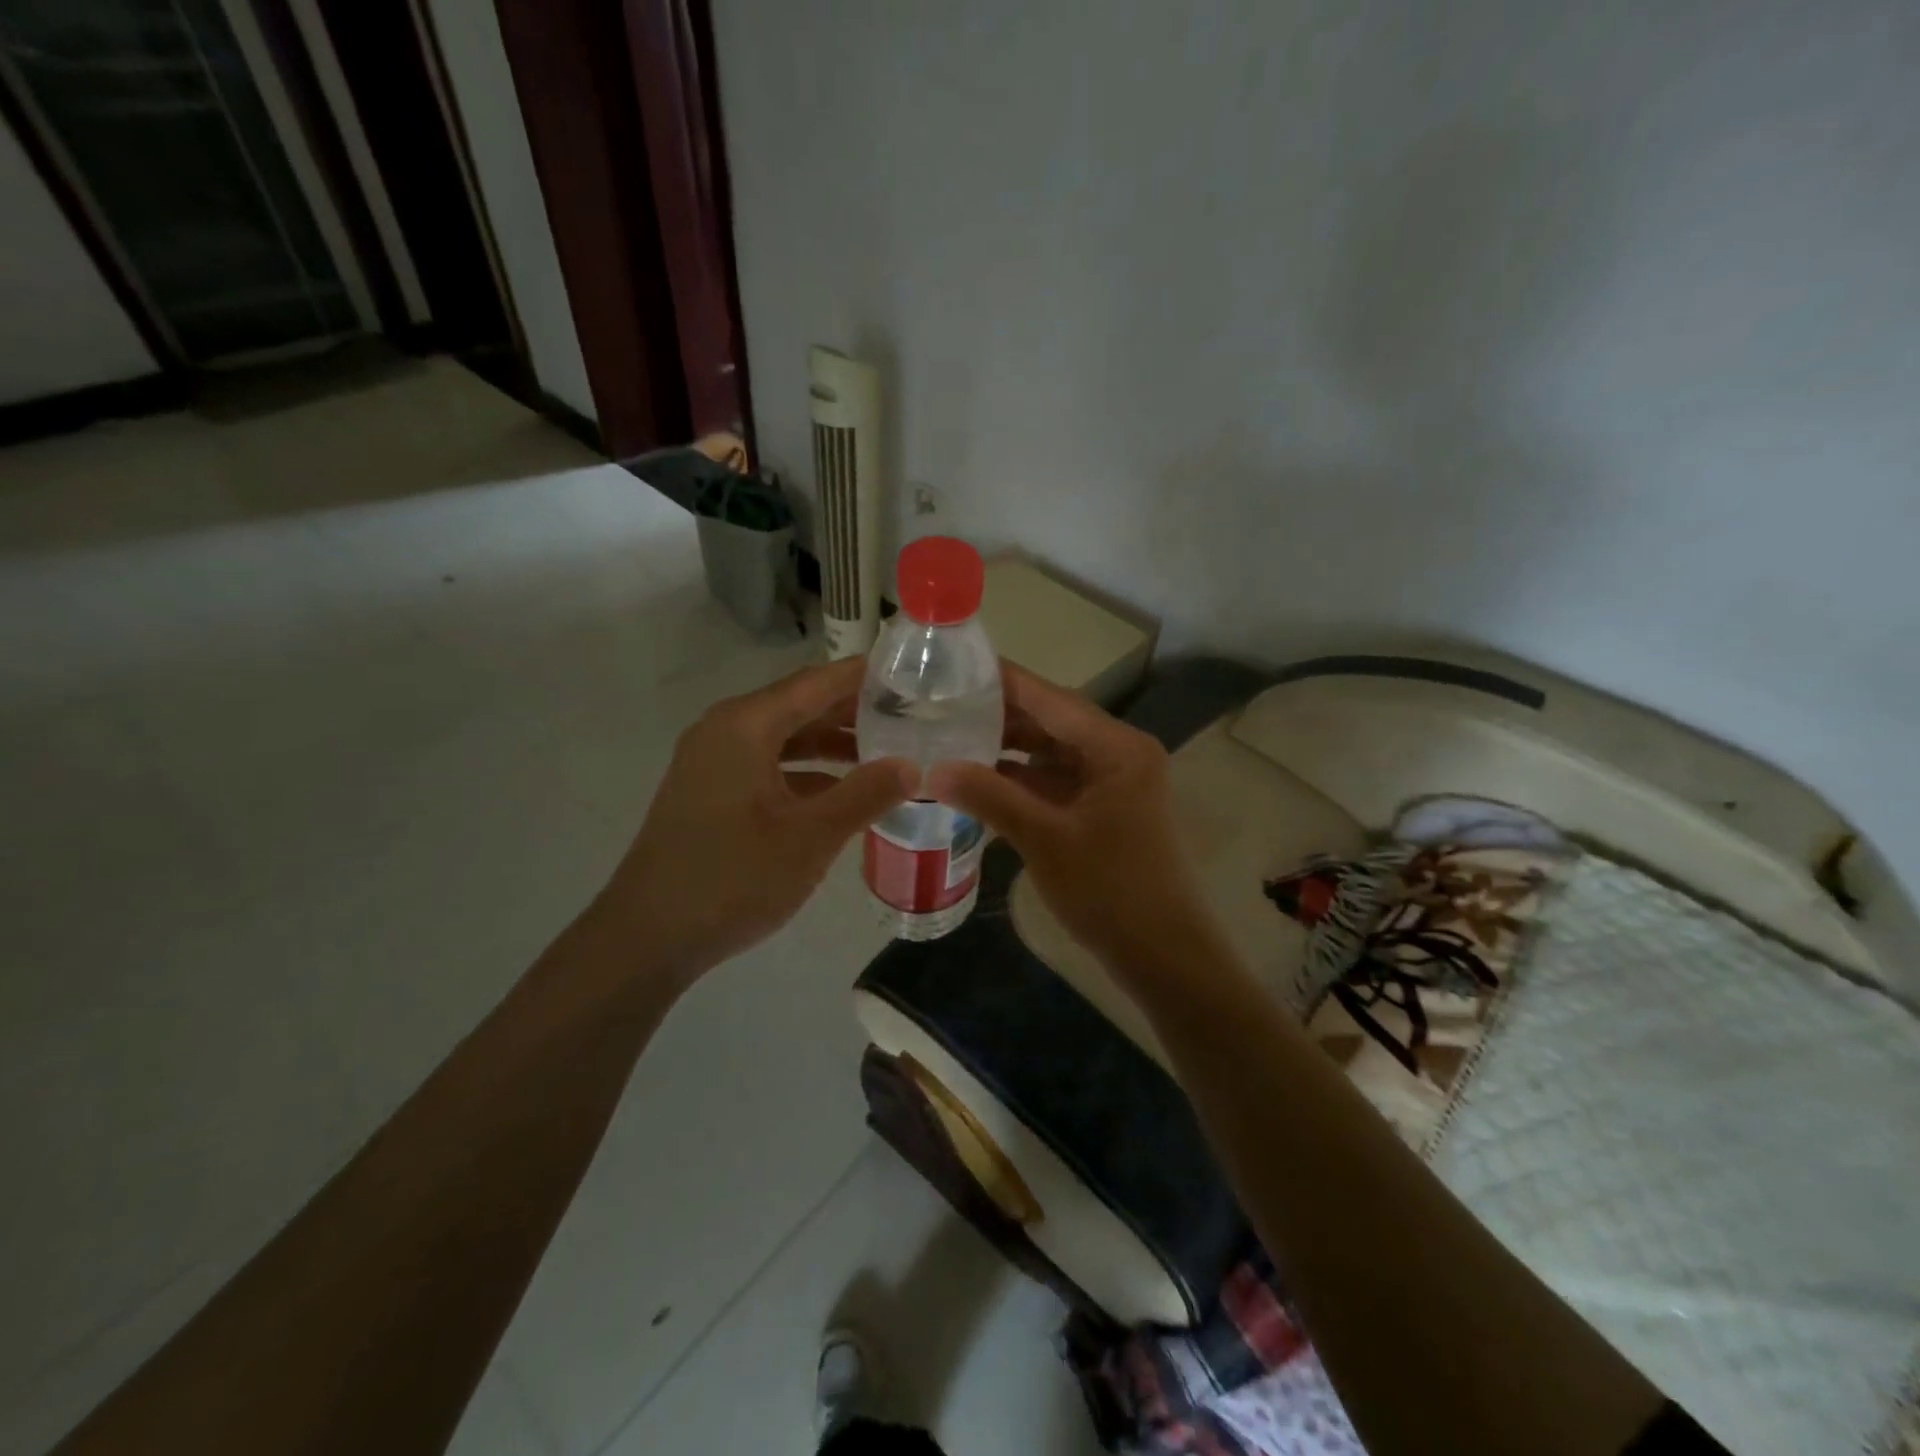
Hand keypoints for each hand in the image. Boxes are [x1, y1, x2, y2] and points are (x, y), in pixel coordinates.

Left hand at [597, 658, 914, 982]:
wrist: (646, 938)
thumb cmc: (732, 878)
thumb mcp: (810, 837)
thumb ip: (865, 795)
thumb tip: (912, 765)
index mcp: (745, 726)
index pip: (817, 683)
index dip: (864, 677)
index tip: (911, 673)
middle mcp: (725, 731)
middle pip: (800, 706)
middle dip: (854, 711)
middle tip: (911, 716)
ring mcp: (713, 763)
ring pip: (785, 739)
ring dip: (832, 745)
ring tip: (886, 752)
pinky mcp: (710, 793)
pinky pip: (768, 766)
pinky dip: (806, 773)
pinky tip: (842, 794)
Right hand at [926, 663, 1217, 970]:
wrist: (1164, 956)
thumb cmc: (1110, 891)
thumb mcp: (1044, 839)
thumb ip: (989, 796)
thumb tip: (931, 769)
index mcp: (1117, 747)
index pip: (1051, 698)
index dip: (1003, 682)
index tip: (953, 668)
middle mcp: (1118, 754)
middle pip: (1051, 722)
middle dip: (999, 716)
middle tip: (940, 706)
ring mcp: (1112, 784)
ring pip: (1051, 754)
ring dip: (1008, 750)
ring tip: (950, 737)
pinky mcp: (1103, 811)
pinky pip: (1056, 783)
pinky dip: (1022, 781)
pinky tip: (979, 780)